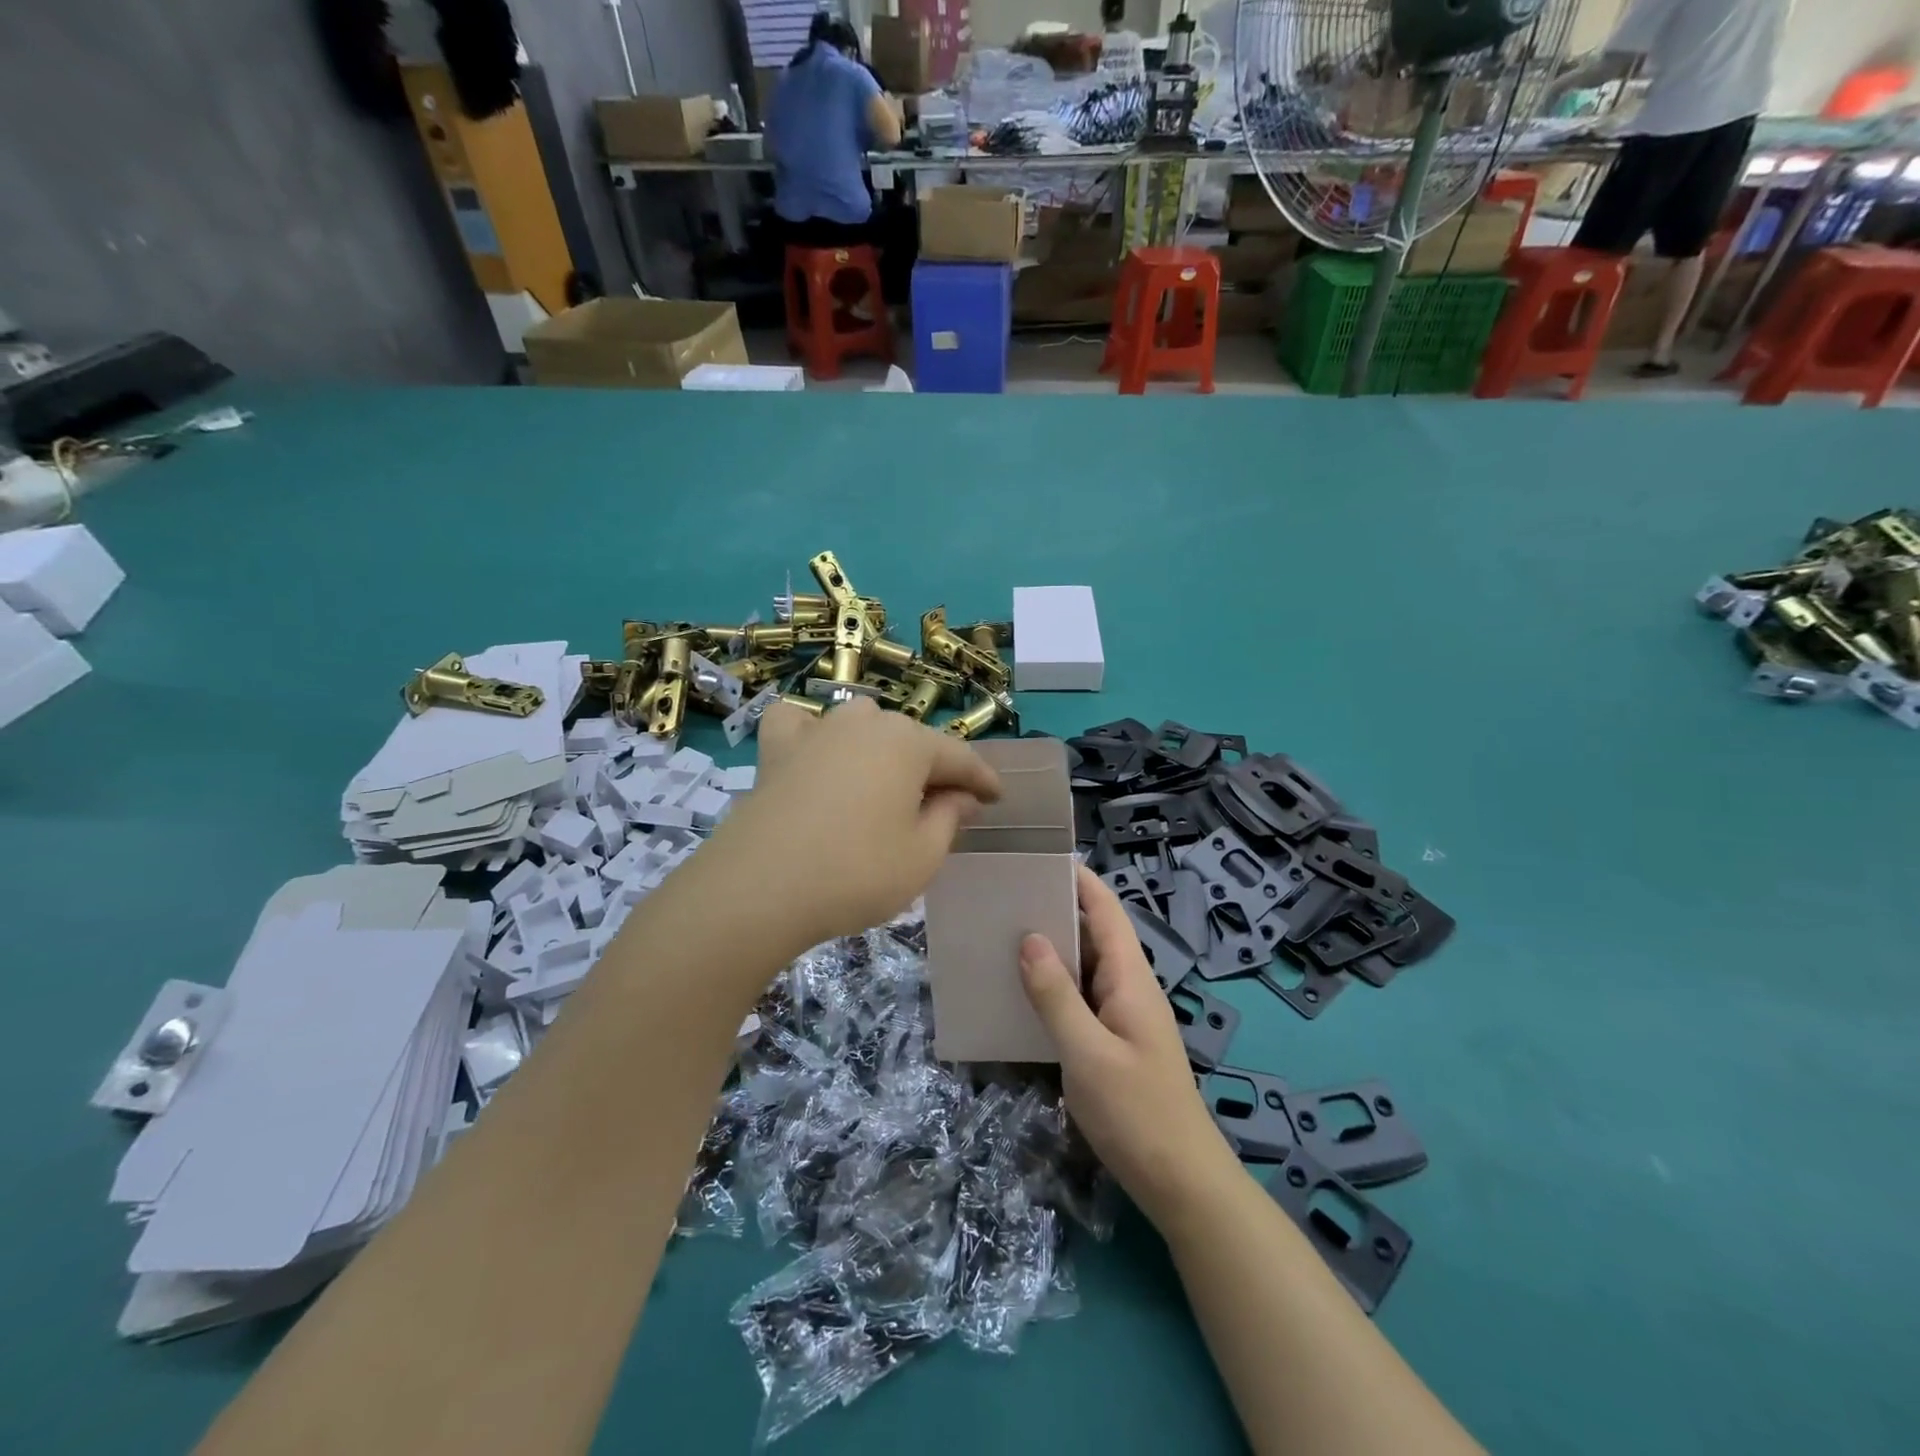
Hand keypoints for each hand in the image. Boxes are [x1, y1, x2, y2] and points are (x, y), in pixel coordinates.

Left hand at [707, 698, 1001, 948]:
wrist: (759, 889)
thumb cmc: (856, 873)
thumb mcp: (922, 855)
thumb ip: (950, 818)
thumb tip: (961, 796)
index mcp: (908, 743)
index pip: (959, 757)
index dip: (982, 780)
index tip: (997, 799)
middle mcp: (865, 723)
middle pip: (912, 742)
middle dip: (933, 770)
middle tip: (944, 808)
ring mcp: (817, 732)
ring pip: (862, 726)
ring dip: (882, 750)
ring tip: (885, 786)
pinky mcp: (776, 751)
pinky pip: (799, 725)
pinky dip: (812, 733)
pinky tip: (816, 753)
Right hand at [1020, 866, 1241, 1230]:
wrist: (1180, 1182)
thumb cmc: (1136, 1112)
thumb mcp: (1087, 1053)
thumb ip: (1056, 995)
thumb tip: (1028, 939)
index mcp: (1130, 978)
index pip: (1107, 911)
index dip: (1080, 881)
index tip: (1040, 858)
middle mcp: (1128, 987)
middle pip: (1094, 934)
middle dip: (1055, 911)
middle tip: (1004, 896)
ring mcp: (1122, 1015)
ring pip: (1084, 967)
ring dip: (1051, 950)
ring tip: (1001, 935)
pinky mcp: (1113, 1041)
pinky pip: (1081, 998)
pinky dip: (1053, 987)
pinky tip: (1020, 993)